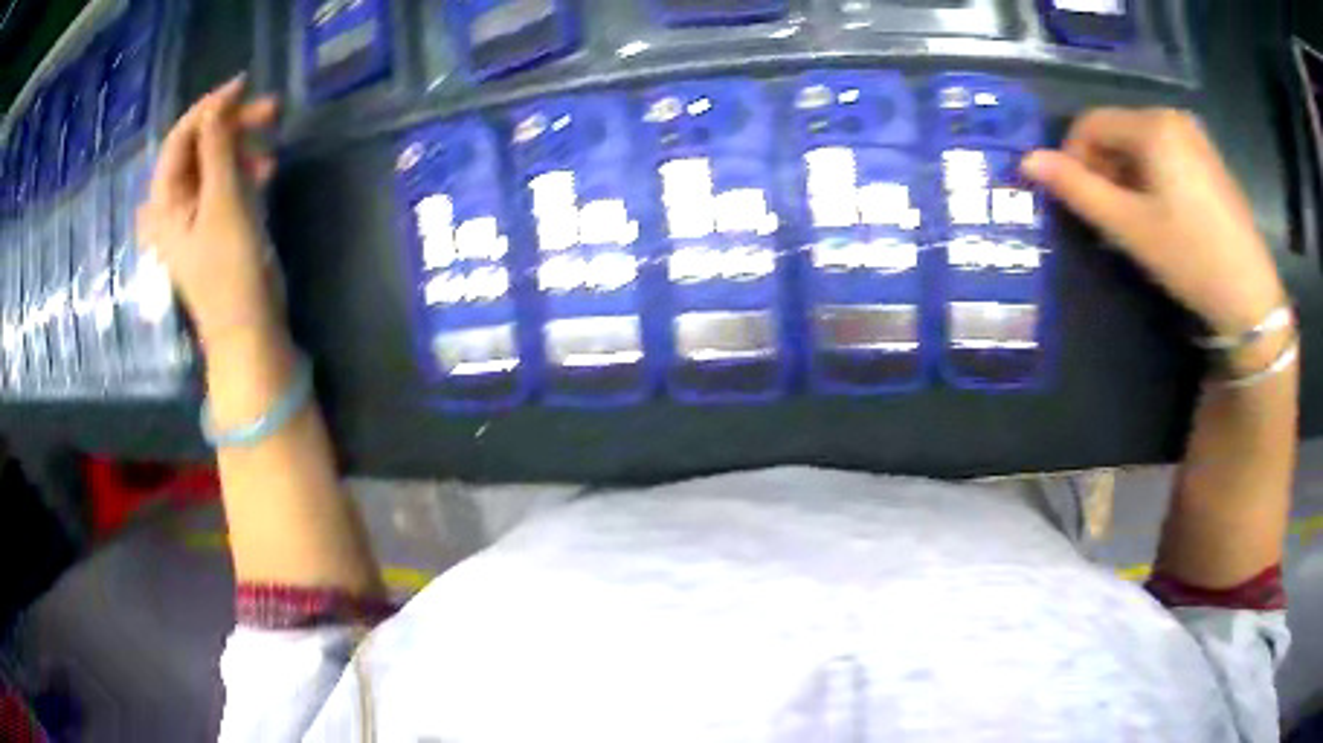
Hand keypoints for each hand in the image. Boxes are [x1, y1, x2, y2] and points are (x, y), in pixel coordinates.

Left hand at [137, 75, 281, 350]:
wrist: (247, 330)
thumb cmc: (230, 270)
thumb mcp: (223, 203)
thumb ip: (217, 150)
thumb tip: (217, 105)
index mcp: (164, 202)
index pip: (179, 139)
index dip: (209, 108)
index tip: (244, 85)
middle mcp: (173, 206)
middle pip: (197, 148)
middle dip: (231, 126)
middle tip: (271, 111)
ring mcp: (193, 217)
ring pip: (212, 164)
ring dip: (241, 149)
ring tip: (272, 152)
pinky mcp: (213, 226)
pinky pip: (223, 184)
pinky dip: (243, 172)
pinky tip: (266, 173)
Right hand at [1021, 108, 1284, 337]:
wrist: (1251, 297)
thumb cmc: (1190, 257)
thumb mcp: (1130, 228)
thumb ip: (1078, 191)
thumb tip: (1027, 161)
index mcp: (1152, 124)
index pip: (1091, 122)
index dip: (1072, 156)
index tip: (1075, 200)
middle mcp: (1173, 118)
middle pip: (1118, 131)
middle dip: (1103, 169)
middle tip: (1108, 218)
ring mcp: (1196, 137)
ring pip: (1142, 145)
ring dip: (1127, 176)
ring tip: (1135, 221)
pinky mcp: (1210, 160)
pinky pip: (1167, 155)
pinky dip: (1152, 178)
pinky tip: (1163, 216)